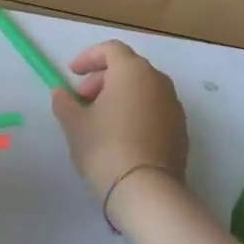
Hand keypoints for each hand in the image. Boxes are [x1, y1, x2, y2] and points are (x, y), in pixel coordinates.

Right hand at [51, 41, 188, 206]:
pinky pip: (155, 110)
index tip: (72, 73)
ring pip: (143, 89)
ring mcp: (174, 106)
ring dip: (121, 96)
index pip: (111, 49)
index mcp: (132, 71)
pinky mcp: (181, 130)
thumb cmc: (105, 148)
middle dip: (102, 79)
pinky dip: (137, 113)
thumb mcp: (74, 124)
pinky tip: (122, 137)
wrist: (147, 193)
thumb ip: (64, 102)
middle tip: (83, 100)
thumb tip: (61, 93)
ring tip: (100, 120)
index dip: (89, 57)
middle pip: (128, 68)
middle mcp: (158, 81)